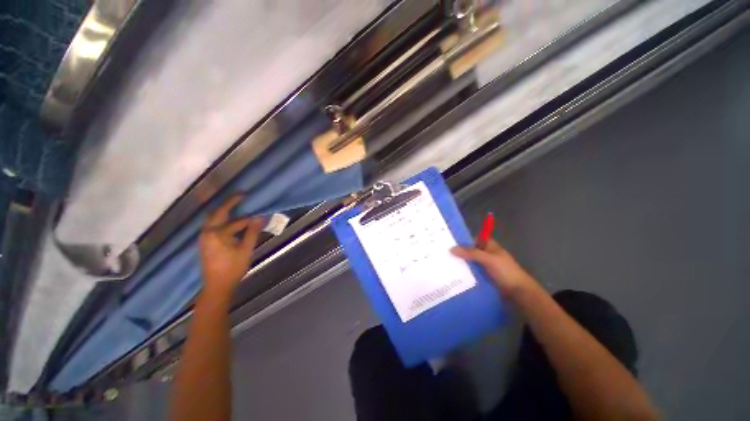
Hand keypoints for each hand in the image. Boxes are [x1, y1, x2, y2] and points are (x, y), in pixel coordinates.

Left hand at [199, 195, 264, 295]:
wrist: (217, 286)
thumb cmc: (233, 268)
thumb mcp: (246, 250)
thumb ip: (252, 232)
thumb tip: (260, 217)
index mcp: (217, 234)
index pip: (236, 221)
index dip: (249, 216)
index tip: (258, 209)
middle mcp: (207, 232)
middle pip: (218, 213)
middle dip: (229, 203)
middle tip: (241, 195)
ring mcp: (204, 238)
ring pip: (214, 219)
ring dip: (225, 211)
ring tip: (237, 206)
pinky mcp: (205, 242)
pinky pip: (213, 226)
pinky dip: (222, 220)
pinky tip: (232, 221)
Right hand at [451, 239, 536, 298]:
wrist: (518, 292)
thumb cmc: (505, 271)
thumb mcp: (488, 259)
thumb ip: (470, 253)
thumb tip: (451, 248)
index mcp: (489, 246)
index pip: (472, 239)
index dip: (461, 240)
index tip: (447, 242)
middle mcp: (485, 254)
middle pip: (469, 251)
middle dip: (458, 252)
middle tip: (441, 254)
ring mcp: (484, 266)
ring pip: (469, 262)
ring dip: (459, 263)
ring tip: (443, 264)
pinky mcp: (482, 277)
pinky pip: (470, 272)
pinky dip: (463, 273)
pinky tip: (452, 275)